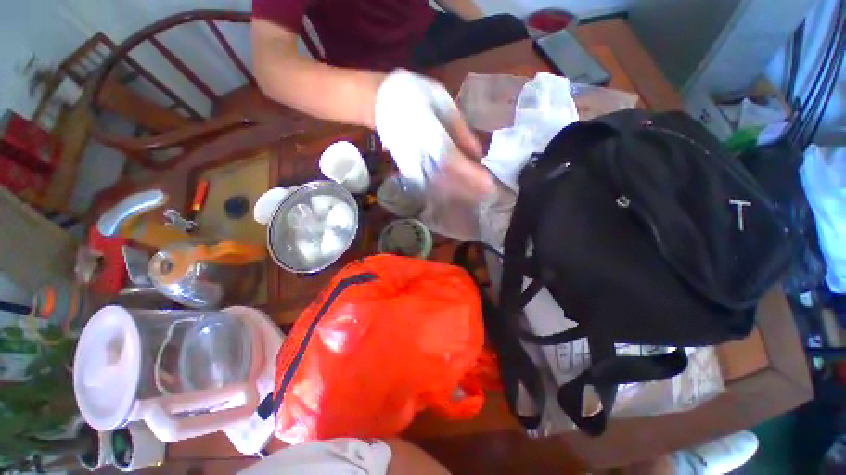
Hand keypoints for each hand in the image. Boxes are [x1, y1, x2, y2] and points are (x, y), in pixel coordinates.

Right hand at [374, 69, 492, 197]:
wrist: (379, 102)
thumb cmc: (412, 95)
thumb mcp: (441, 103)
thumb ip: (460, 130)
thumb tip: (477, 154)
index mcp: (432, 137)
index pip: (456, 163)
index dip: (472, 176)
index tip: (490, 185)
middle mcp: (423, 157)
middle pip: (449, 182)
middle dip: (469, 190)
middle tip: (488, 194)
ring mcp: (414, 167)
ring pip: (439, 188)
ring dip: (458, 194)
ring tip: (476, 196)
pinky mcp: (408, 171)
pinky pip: (430, 186)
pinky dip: (446, 192)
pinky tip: (457, 193)